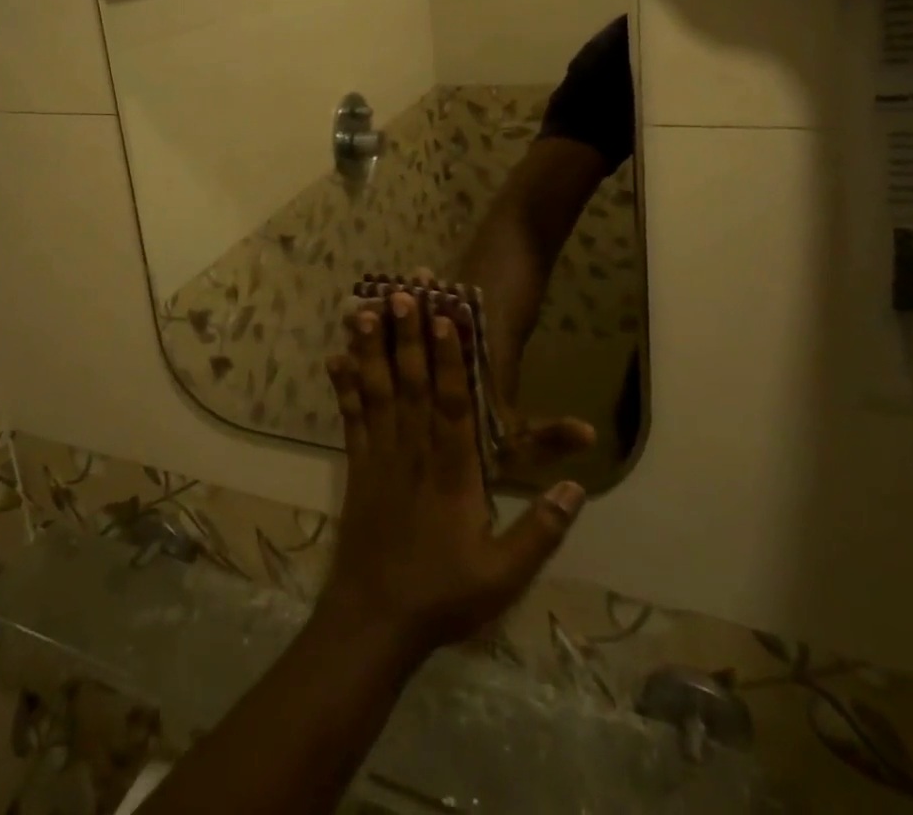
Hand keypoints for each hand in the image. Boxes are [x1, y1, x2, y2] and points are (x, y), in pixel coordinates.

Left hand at [320, 292, 584, 662]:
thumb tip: (578, 487)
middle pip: (411, 383)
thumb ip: (542, 530)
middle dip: (407, 335)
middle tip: (402, 292)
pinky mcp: (356, 467)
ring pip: (377, 391)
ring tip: (364, 308)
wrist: (374, 621)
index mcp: (452, 472)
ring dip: (372, 348)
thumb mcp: (505, 575)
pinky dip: (343, 386)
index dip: (449, 358)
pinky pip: (350, 417)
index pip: (452, 403)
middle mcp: (413, 451)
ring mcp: (380, 455)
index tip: (445, 318)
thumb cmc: (443, 595)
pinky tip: (335, 357)